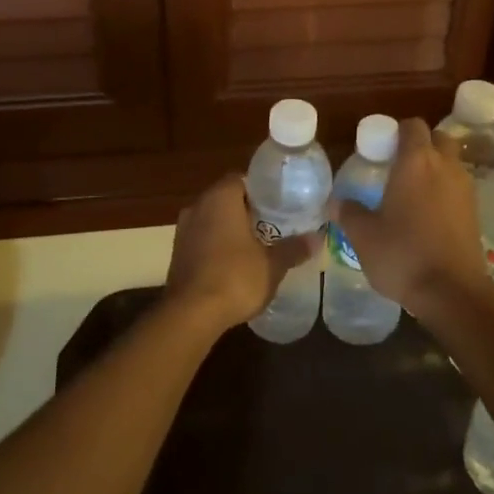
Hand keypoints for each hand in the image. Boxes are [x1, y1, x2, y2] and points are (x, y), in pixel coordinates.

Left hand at [165, 174, 316, 330]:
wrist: (191, 314)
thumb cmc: (235, 278)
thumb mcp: (272, 265)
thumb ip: (294, 248)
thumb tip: (316, 238)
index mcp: (220, 198)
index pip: (242, 179)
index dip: (263, 190)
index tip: (281, 204)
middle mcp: (197, 206)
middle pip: (227, 199)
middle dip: (249, 210)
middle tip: (275, 224)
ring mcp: (183, 230)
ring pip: (213, 220)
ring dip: (232, 229)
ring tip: (259, 244)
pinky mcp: (177, 253)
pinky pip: (203, 239)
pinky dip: (218, 246)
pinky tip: (236, 263)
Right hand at [333, 118, 485, 312]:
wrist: (453, 292)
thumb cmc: (403, 255)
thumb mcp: (364, 236)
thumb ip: (349, 213)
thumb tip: (336, 202)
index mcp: (416, 162)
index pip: (412, 126)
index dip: (396, 131)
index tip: (380, 148)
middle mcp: (445, 166)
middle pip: (438, 138)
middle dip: (420, 145)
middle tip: (397, 167)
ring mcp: (465, 188)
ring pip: (451, 163)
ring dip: (435, 168)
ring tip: (410, 192)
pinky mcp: (476, 211)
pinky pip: (458, 187)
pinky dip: (445, 191)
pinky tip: (427, 215)